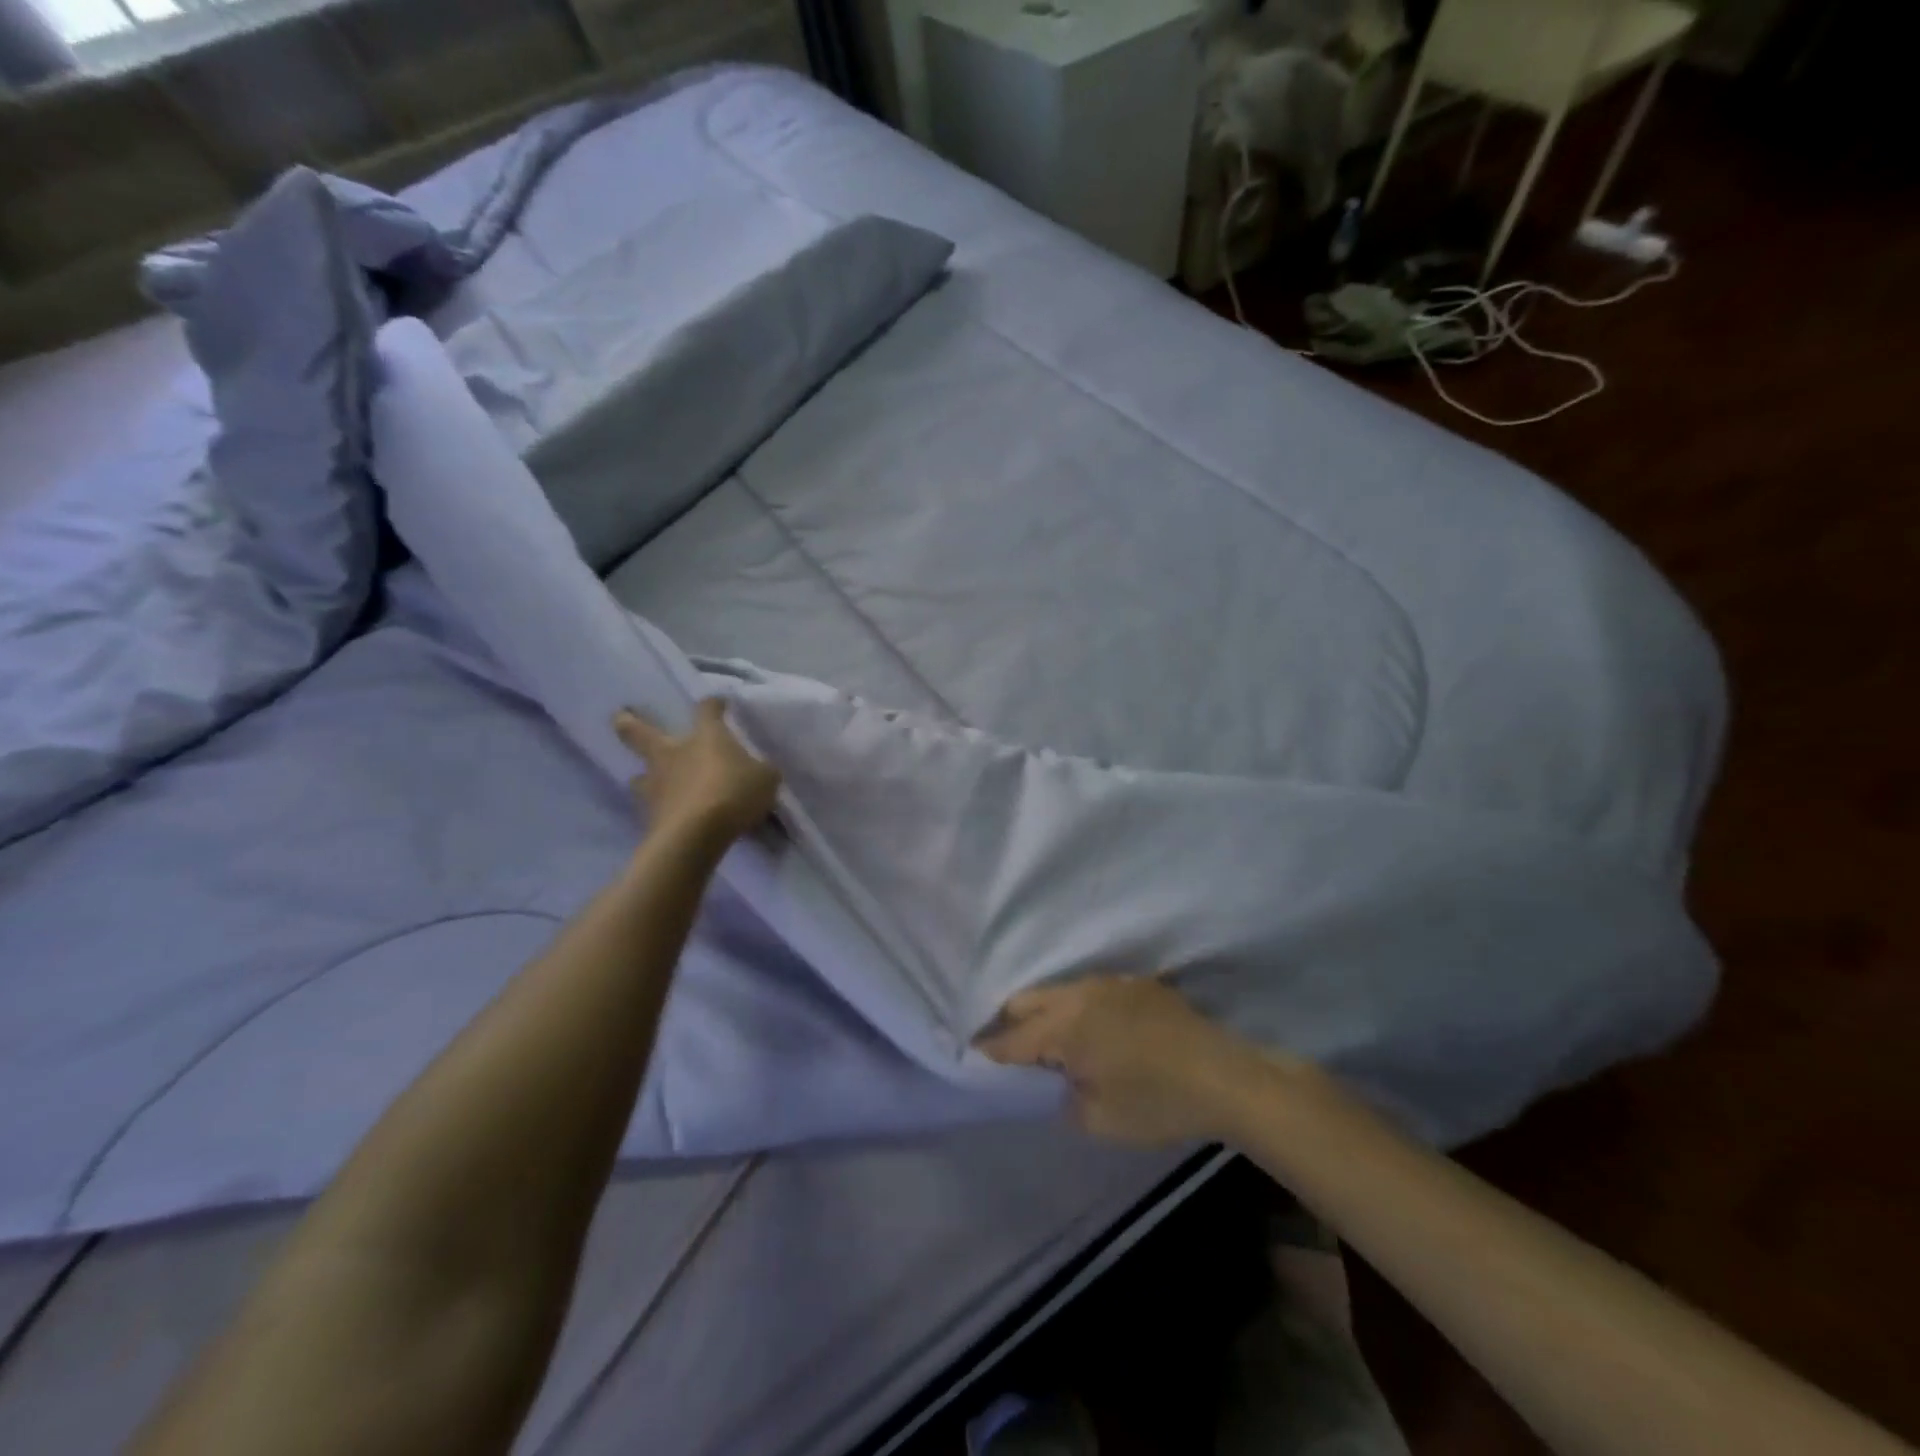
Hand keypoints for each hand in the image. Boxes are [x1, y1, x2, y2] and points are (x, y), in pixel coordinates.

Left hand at [614, 700, 780, 844]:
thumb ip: (761, 771)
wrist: (696, 834)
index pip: (707, 710)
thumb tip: (759, 770)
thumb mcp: (765, 779)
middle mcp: (673, 754)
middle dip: (628, 723)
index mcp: (705, 737)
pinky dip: (661, 810)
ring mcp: (656, 785)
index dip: (713, 705)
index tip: (718, 703)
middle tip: (620, 717)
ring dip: (644, 777)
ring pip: (639, 776)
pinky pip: (653, 808)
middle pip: (640, 732)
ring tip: (648, 782)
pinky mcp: (649, 816)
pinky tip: (670, 816)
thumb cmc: (734, 793)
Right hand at [976, 976, 1296, 1146]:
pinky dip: (1078, 1009)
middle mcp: (1079, 994)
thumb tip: (1050, 1083)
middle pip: (1026, 1001)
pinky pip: (1090, 991)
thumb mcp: (1098, 1120)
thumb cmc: (1157, 1103)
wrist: (1224, 1076)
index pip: (1011, 1040)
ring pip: (1058, 992)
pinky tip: (1095, 1033)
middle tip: (1010, 1056)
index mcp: (1064, 1026)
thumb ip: (1060, 1099)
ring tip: (1052, 1045)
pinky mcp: (1135, 983)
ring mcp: (1109, 982)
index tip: (970, 1062)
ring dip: (1046, 1015)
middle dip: (1010, 1026)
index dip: (988, 1054)